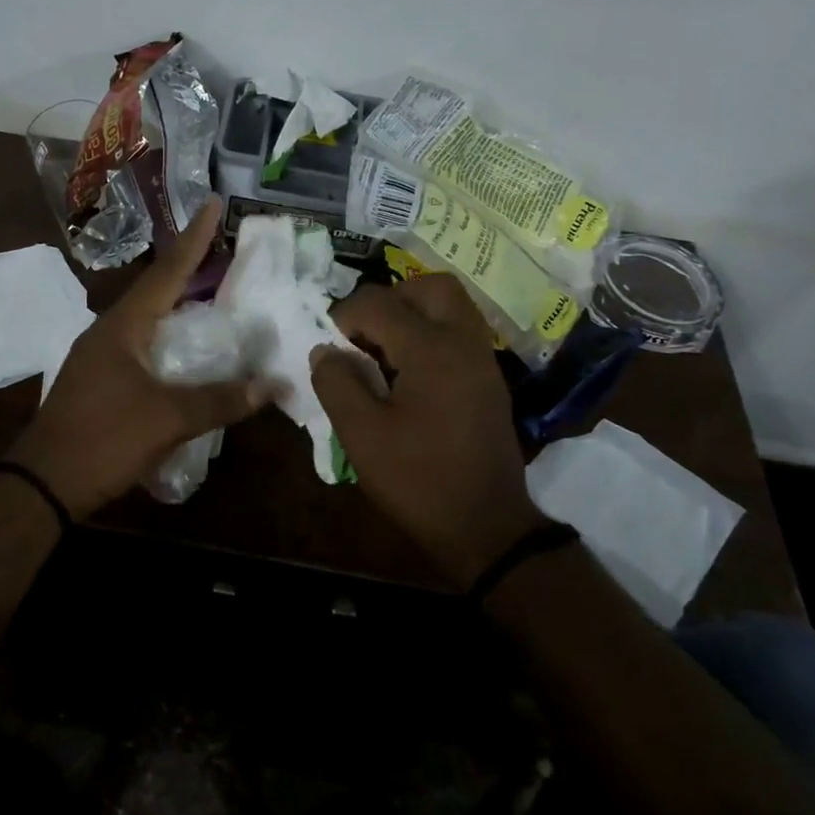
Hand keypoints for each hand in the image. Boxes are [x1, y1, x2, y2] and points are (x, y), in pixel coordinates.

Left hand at [8, 199, 270, 519]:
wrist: (43, 483)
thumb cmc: (102, 440)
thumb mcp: (167, 419)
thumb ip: (220, 400)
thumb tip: (273, 385)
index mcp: (123, 326)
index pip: (167, 272)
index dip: (194, 239)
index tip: (213, 203)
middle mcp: (110, 331)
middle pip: (157, 289)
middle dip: (190, 267)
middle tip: (225, 247)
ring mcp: (101, 355)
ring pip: (149, 318)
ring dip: (180, 304)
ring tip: (214, 292)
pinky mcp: (101, 380)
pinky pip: (143, 345)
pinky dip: (171, 338)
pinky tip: (188, 350)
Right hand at [311, 275, 542, 587]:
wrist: (487, 528)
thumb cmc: (419, 480)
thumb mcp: (362, 435)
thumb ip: (336, 383)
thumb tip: (325, 350)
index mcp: (431, 350)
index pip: (380, 303)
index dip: (345, 316)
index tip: (330, 346)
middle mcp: (463, 343)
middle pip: (430, 286)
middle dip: (391, 298)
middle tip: (365, 333)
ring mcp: (483, 361)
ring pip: (451, 306)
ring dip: (413, 313)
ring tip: (383, 350)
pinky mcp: (489, 381)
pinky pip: (459, 333)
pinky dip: (431, 334)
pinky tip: (407, 373)